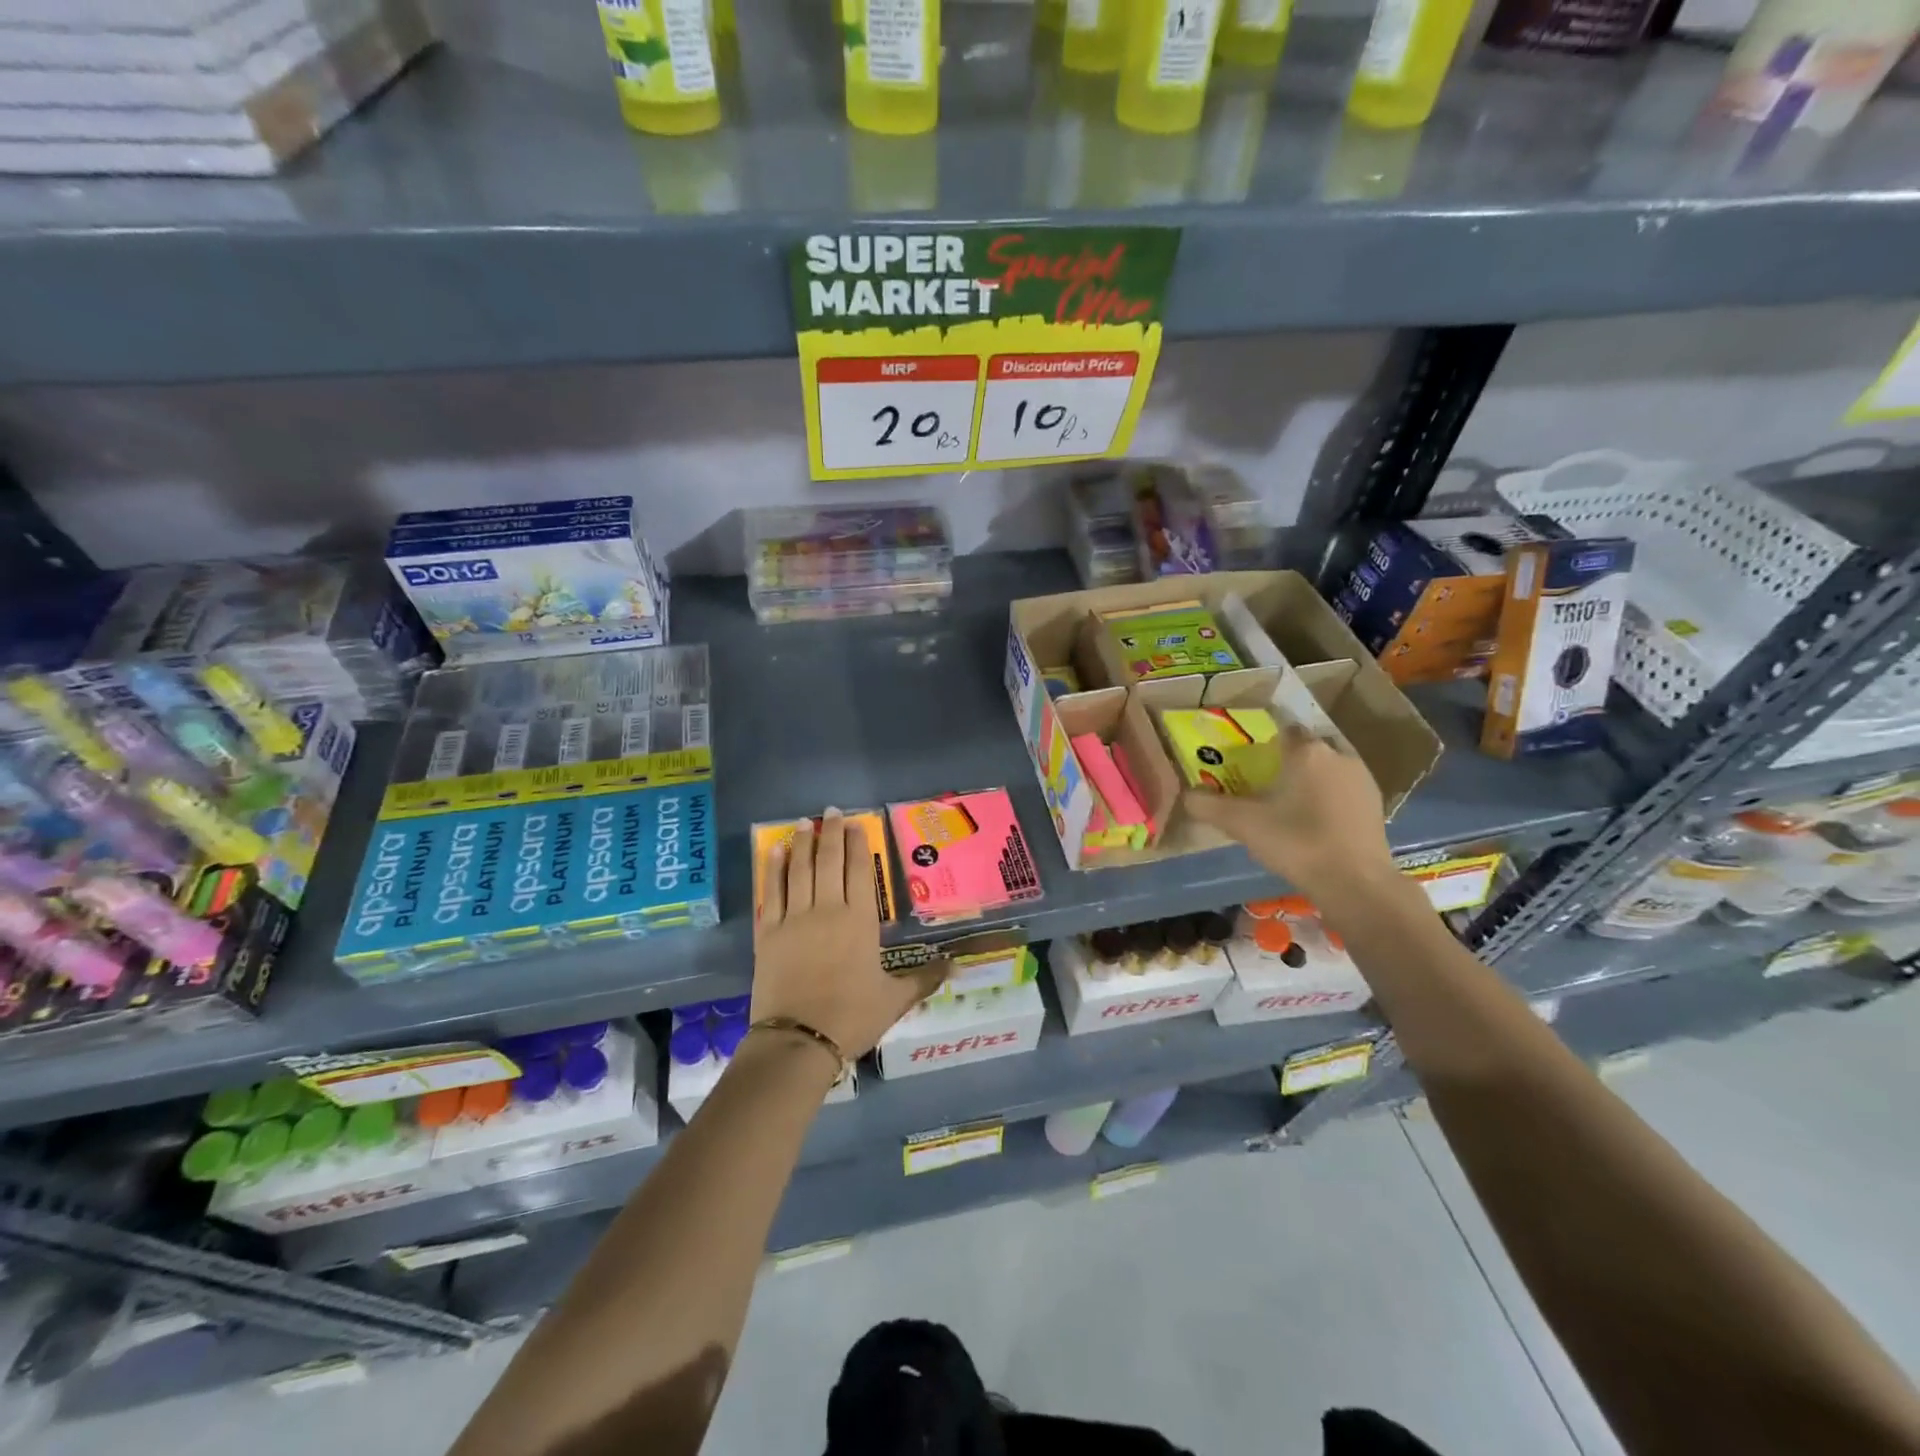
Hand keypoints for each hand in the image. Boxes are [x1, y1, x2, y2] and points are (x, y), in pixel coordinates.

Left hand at [752, 810, 945, 1059]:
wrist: (798, 1041)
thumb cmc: (851, 1017)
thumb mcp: (894, 1000)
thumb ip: (924, 979)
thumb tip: (955, 965)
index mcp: (860, 921)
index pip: (859, 871)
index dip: (856, 845)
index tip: (854, 824)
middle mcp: (827, 910)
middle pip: (828, 862)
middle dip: (830, 833)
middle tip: (830, 811)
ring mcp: (794, 919)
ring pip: (799, 870)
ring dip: (802, 843)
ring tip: (804, 823)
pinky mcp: (768, 933)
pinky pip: (771, 892)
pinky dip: (773, 869)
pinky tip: (775, 852)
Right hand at [1182, 726, 1395, 904]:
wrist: (1355, 882)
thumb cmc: (1296, 842)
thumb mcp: (1242, 824)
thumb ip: (1208, 806)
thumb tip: (1186, 795)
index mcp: (1306, 751)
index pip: (1283, 729)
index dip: (1266, 742)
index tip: (1252, 760)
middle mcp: (1337, 754)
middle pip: (1307, 748)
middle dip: (1289, 761)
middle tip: (1267, 784)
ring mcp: (1362, 778)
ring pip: (1328, 767)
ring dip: (1311, 778)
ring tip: (1290, 804)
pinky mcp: (1376, 803)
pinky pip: (1344, 788)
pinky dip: (1329, 797)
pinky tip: (1316, 821)